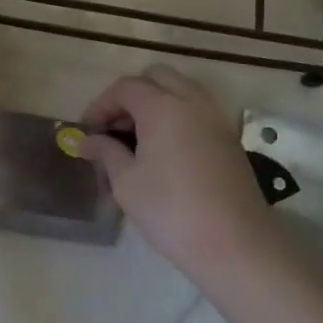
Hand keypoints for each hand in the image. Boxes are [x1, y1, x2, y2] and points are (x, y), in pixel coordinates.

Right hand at [78, 65, 269, 286]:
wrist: (235, 245)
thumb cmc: (171, 211)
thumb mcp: (127, 183)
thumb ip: (106, 152)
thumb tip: (87, 141)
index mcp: (162, 106)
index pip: (125, 87)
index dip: (101, 104)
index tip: (87, 130)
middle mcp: (191, 100)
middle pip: (156, 77)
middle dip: (131, 94)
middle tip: (115, 127)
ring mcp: (215, 117)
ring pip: (181, 88)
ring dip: (157, 101)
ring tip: (140, 136)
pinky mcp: (229, 136)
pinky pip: (198, 108)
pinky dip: (178, 114)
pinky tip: (166, 149)